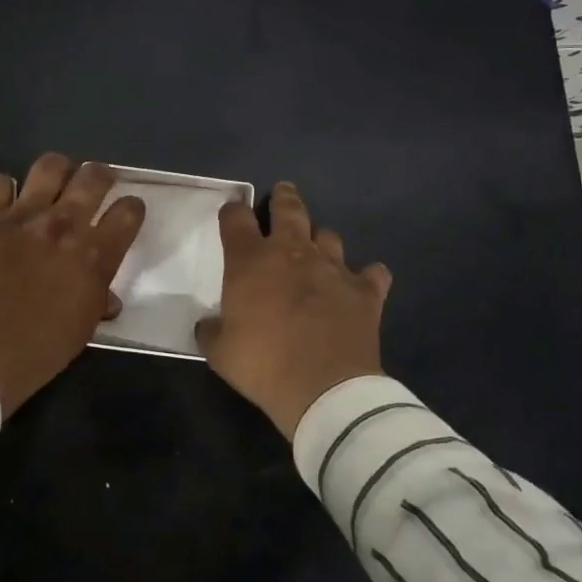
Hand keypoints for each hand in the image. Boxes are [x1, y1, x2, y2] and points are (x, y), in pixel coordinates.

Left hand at [0, 154, 145, 414]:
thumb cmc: (38, 352)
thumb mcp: (82, 330)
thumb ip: (98, 301)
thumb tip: (107, 297)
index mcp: (95, 255)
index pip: (129, 211)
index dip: (132, 209)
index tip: (126, 213)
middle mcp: (64, 225)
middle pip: (94, 176)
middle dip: (100, 177)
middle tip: (95, 186)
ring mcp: (22, 217)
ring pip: (49, 166)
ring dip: (57, 172)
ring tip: (53, 184)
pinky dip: (3, 189)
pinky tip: (4, 203)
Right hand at [197, 182, 391, 438]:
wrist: (324, 389)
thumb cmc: (263, 365)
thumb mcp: (220, 353)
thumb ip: (212, 331)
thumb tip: (208, 325)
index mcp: (251, 261)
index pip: (236, 219)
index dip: (232, 212)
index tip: (232, 214)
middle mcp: (293, 252)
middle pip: (288, 209)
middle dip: (283, 198)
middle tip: (283, 192)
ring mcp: (333, 268)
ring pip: (329, 235)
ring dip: (321, 240)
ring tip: (318, 250)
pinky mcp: (365, 290)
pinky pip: (373, 273)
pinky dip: (367, 276)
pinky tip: (364, 284)